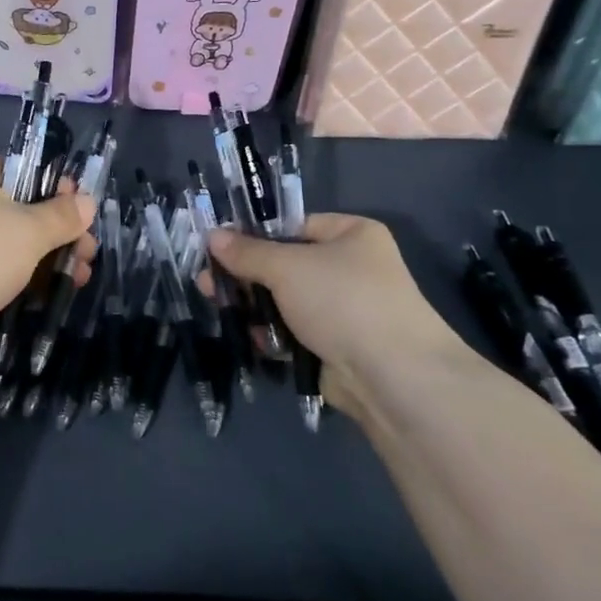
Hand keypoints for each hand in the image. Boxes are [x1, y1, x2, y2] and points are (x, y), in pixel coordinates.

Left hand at [0, 151, 96, 359]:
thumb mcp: (31, 230)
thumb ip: (62, 216)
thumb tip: (86, 202)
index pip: (18, 169)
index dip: (55, 191)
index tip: (82, 217)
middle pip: (12, 207)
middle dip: (55, 233)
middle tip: (87, 256)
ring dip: (40, 258)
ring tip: (77, 280)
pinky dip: (10, 278)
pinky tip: (41, 295)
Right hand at [207, 215, 471, 417]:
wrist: (393, 376)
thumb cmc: (342, 301)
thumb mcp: (286, 267)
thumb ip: (246, 252)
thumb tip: (212, 236)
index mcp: (352, 234)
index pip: (293, 224)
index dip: (254, 234)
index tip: (218, 246)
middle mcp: (352, 267)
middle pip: (285, 264)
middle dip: (246, 274)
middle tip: (207, 282)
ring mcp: (346, 309)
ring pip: (286, 300)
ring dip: (255, 306)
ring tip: (220, 307)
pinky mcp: (337, 344)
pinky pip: (295, 331)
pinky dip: (274, 334)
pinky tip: (252, 338)